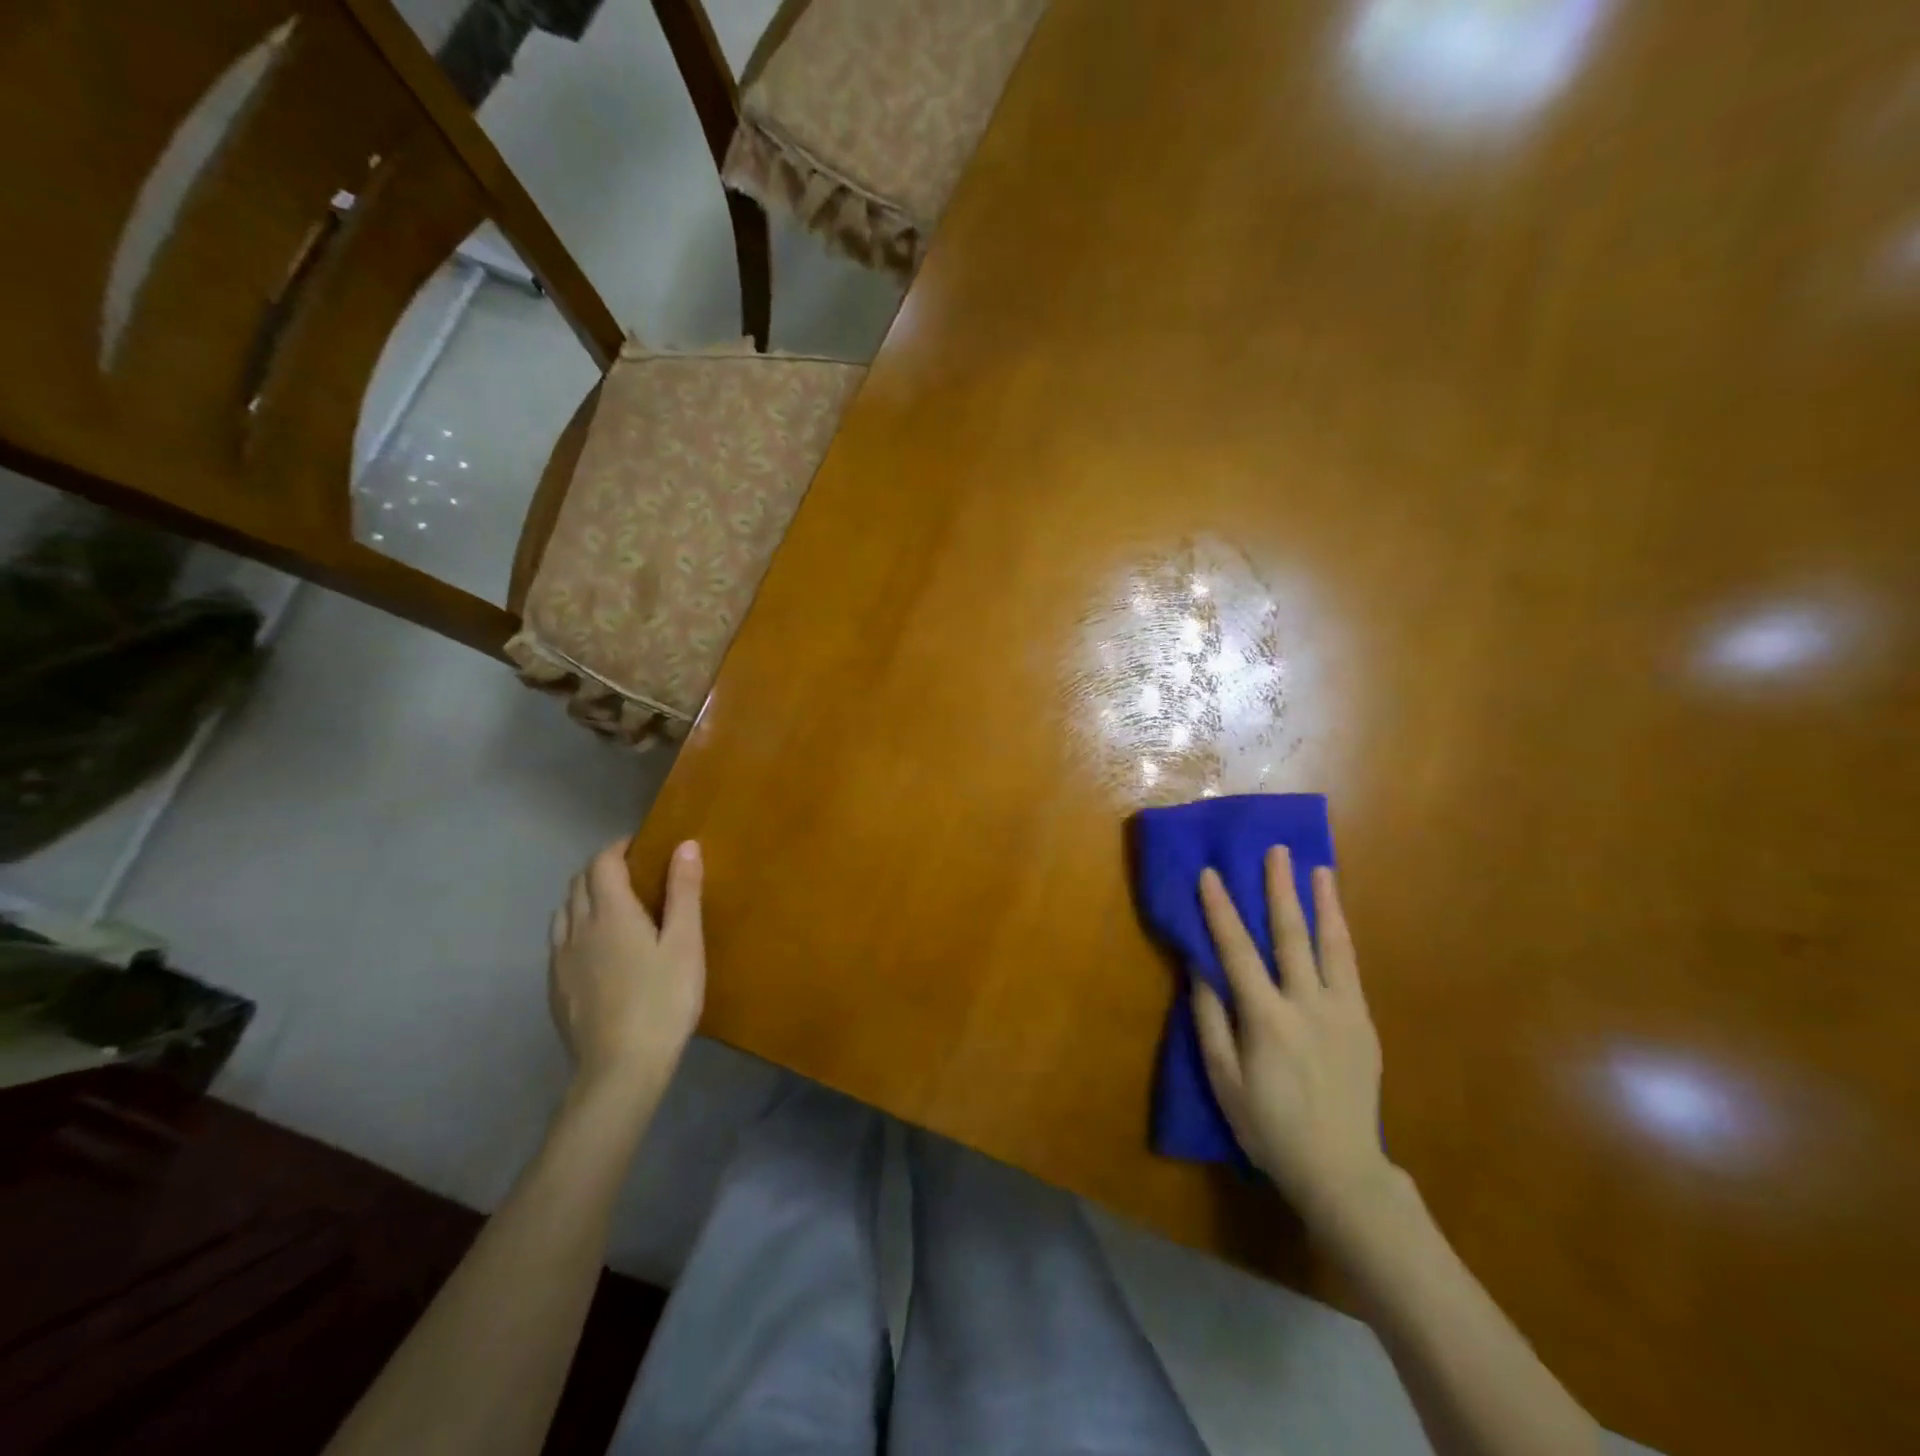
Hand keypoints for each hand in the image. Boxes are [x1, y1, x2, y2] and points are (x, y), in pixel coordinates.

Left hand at [548, 838, 704, 1095]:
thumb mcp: (685, 943)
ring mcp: (560, 960)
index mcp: (611, 912)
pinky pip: (559, 942)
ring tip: (613, 908)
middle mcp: (577, 928)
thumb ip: (684, 891)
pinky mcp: (555, 988)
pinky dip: (576, 928)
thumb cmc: (664, 999)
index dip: (618, 848)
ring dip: (584, 897)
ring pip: (564, 912)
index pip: (602, 863)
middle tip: (633, 874)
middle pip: (579, 883)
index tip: (640, 846)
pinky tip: (597, 950)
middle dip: (602, 869)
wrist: (621, 1068)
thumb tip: (684, 845)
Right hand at [1192, 848, 1389, 1226]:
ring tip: (1319, 868)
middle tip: (1277, 851)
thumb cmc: (1269, 1126)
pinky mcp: (1364, 1024)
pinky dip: (1342, 937)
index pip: (1236, 951)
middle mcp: (1306, 1005)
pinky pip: (1350, 970)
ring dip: (1323, 903)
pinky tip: (1336, 919)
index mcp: (1266, 1019)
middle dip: (1280, 889)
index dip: (1220, 910)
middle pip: (1290, 936)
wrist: (1340, 1169)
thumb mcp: (1224, 1079)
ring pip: (1331, 946)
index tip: (1210, 874)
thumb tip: (1198, 969)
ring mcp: (1342, 1012)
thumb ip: (1210, 1020)